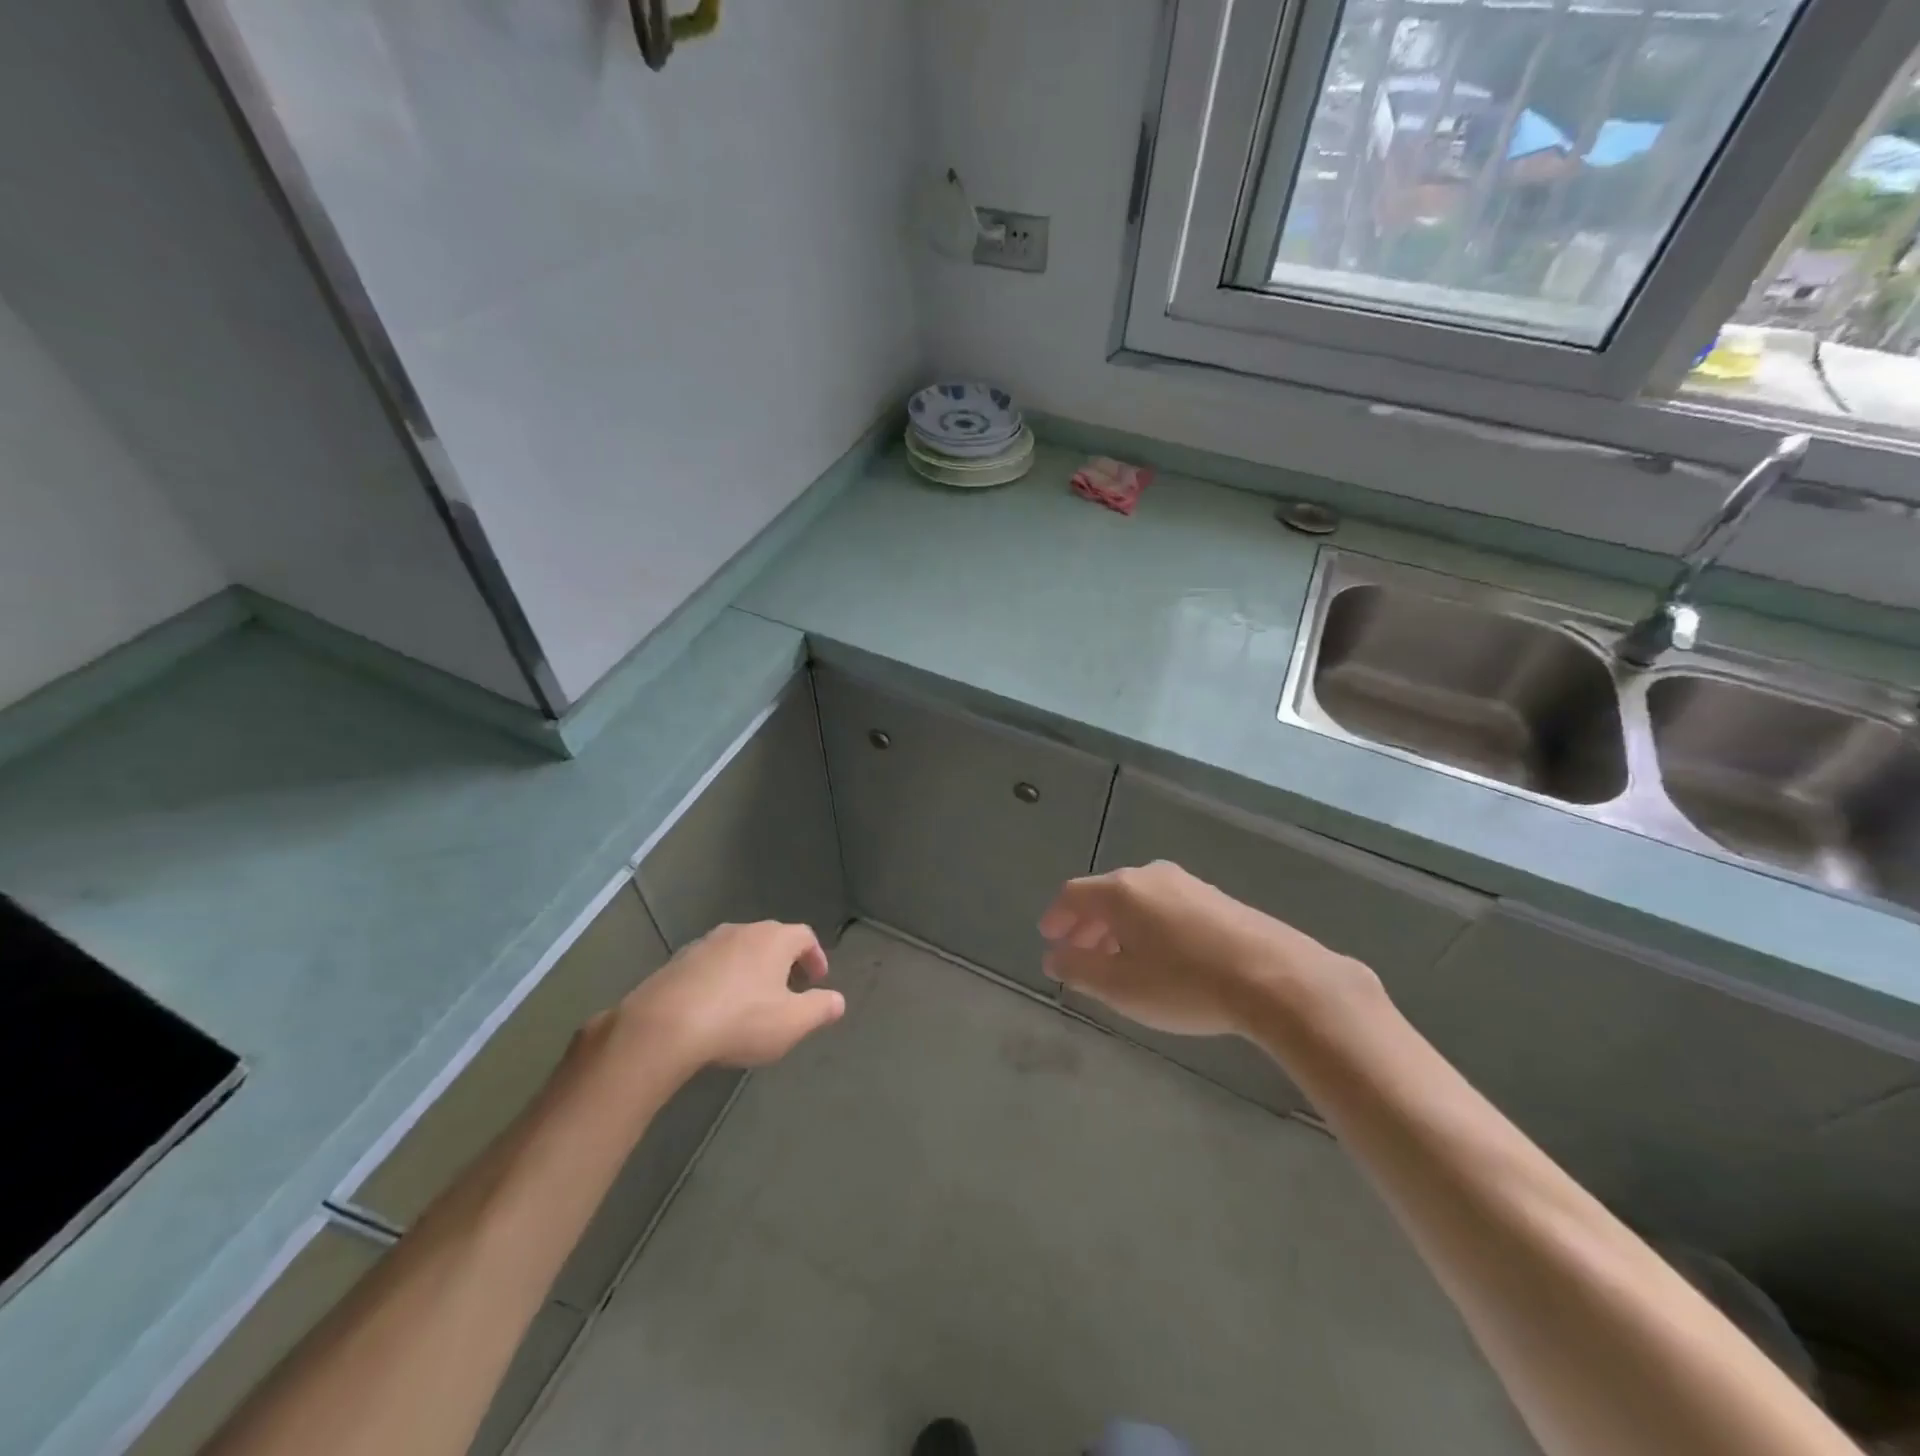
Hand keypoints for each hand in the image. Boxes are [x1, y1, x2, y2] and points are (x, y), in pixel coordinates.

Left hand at [611, 921, 844, 1074]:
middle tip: (787, 989)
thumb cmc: (740, 1020)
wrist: (664, 1026)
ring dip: (749, 969)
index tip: (818, 980)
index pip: (804, 936)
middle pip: (771, 939)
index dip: (815, 956)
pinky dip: (720, 980)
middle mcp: (741, 931)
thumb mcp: (792, 1022)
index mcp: (774, 939)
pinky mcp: (677, 961)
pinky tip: (715, 1007)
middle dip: (783, 962)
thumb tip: (838, 1000)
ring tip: (750, 999)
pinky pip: (709, 965)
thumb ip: (821, 1009)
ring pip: (738, 950)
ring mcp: (705, 943)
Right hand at [1039, 861, 1368, 1038]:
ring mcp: (1186, 883)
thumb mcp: (1120, 987)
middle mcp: (1150, 876)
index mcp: (1120, 891)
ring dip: (1118, 928)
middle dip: (1086, 926)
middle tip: (1078, 955)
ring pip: (1137, 901)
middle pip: (1105, 895)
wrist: (1275, 977)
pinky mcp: (1216, 898)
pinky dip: (1148, 927)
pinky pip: (1165, 907)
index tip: (1049, 939)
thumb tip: (1054, 957)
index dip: (1056, 917)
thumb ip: (1079, 969)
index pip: (1073, 895)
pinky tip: (1159, 957)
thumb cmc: (1184, 983)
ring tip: (1117, 962)